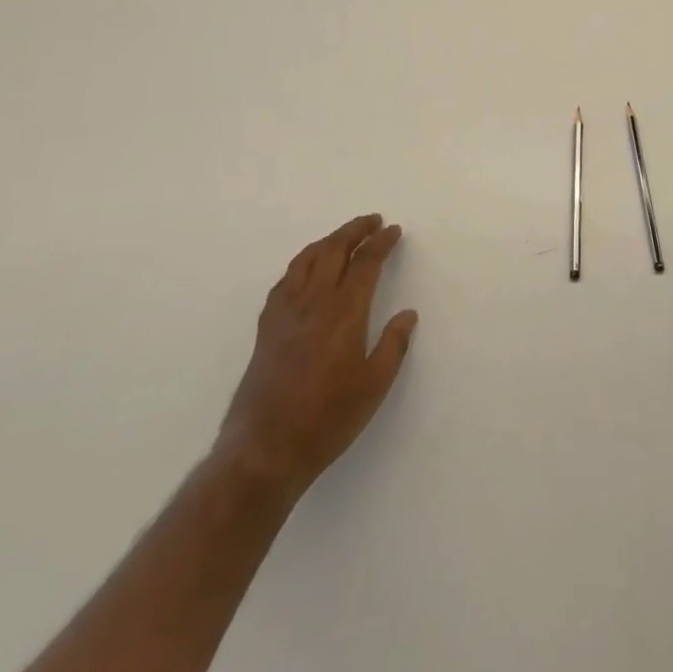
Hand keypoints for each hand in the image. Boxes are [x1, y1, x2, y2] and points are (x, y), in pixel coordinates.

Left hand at [216, 214, 418, 498]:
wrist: (264, 450)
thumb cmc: (327, 420)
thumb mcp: (373, 387)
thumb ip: (393, 345)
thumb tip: (408, 315)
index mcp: (344, 312)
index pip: (366, 262)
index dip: (381, 243)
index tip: (394, 230)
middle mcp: (314, 302)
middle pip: (334, 250)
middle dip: (355, 230)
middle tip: (372, 221)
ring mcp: (285, 312)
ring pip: (306, 259)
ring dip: (328, 241)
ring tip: (342, 237)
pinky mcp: (266, 327)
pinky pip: (285, 280)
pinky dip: (301, 263)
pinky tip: (306, 270)